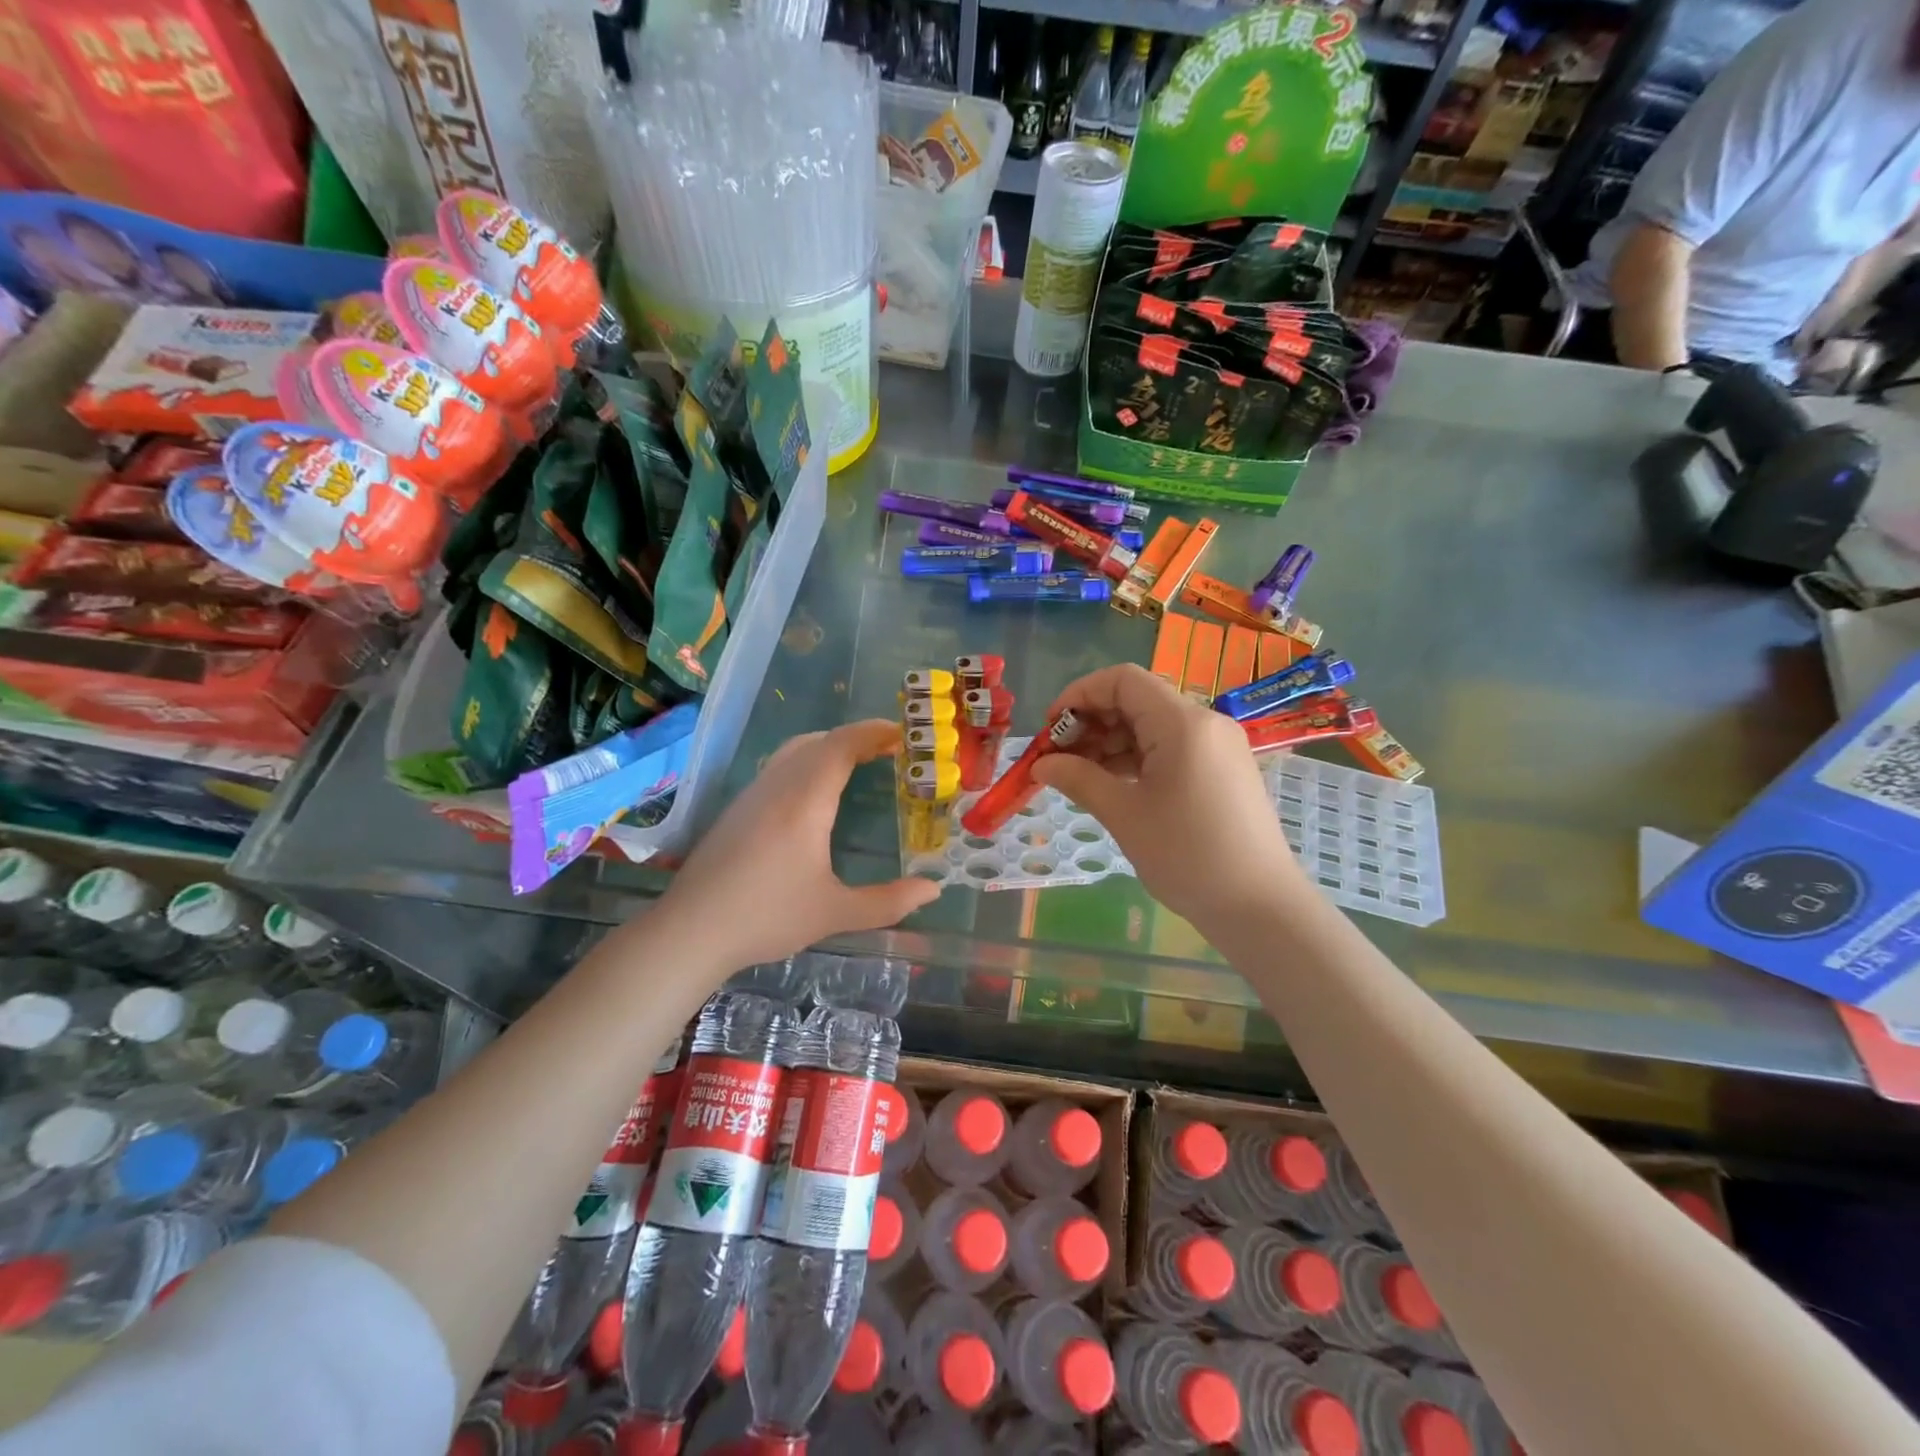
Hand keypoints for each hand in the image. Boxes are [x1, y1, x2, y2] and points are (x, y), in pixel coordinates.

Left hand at [662, 719, 939, 966]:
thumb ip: (888, 902)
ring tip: (858, 763)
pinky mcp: (737, 809)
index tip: (903, 734)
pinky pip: (779, 767)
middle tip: (890, 750)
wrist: (690, 930)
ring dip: (829, 747)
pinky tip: (815, 793)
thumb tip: (933, 890)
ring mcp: (753, 795)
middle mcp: (778, 786)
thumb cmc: (766, 917)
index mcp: (805, 801)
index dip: (873, 732)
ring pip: (794, 751)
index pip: (841, 745)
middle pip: (819, 741)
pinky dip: (808, 762)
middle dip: (856, 737)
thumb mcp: (834, 913)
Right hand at [1031, 665, 1301, 926]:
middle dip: (1092, 722)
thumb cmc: (1188, 856)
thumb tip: (1042, 764)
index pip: (1123, 680)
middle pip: (1137, 699)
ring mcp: (1217, 746)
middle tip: (1060, 758)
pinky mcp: (1222, 769)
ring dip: (1112, 742)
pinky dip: (1137, 758)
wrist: (1260, 907)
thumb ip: (1079, 779)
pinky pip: (1171, 747)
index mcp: (1182, 723)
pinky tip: (1114, 785)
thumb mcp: (1124, 815)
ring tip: (1080, 776)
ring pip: (1153, 725)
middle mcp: (1204, 722)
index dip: (1079, 694)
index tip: (1050, 728)